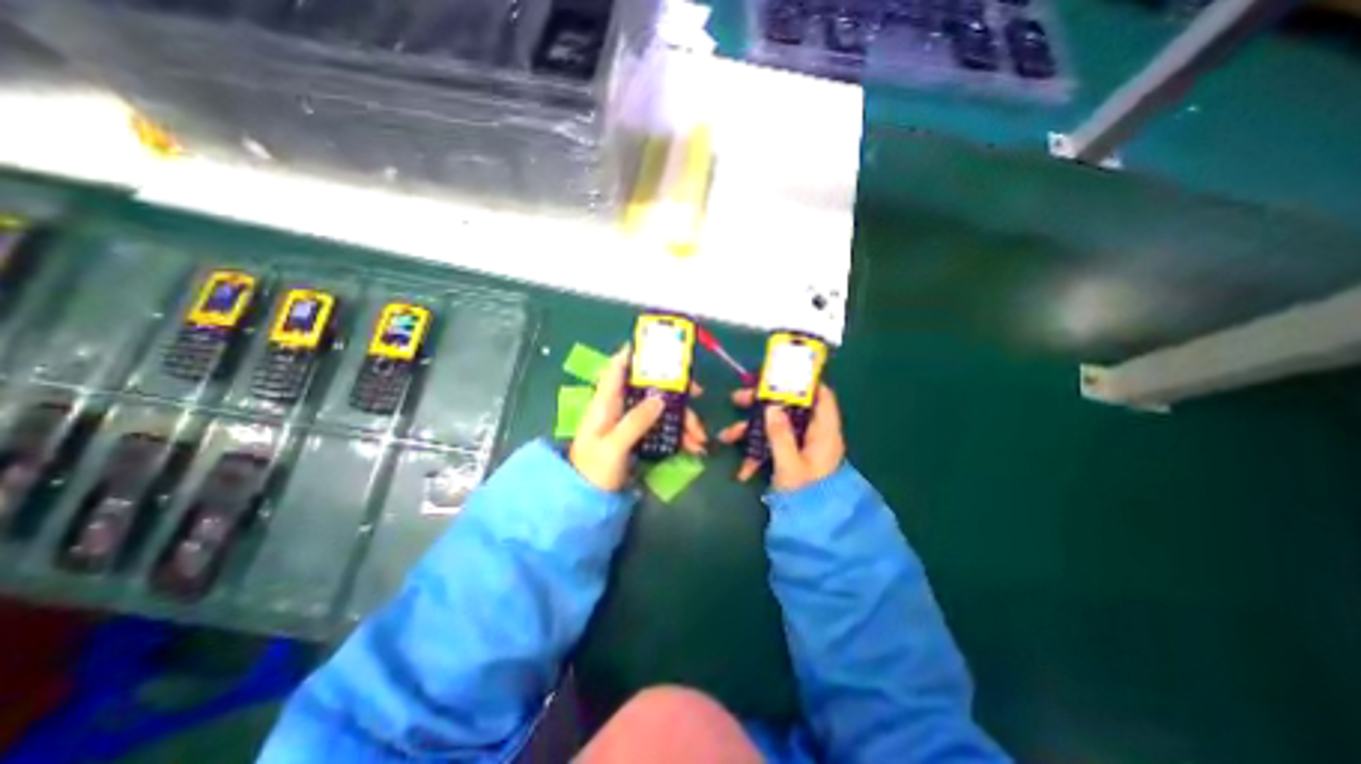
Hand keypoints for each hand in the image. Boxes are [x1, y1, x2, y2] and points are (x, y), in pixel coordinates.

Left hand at [571, 343, 707, 492]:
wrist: (587, 498)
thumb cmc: (593, 469)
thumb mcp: (613, 446)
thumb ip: (635, 422)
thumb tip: (660, 399)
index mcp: (607, 401)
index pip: (618, 366)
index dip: (637, 353)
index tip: (663, 350)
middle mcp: (621, 405)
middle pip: (650, 386)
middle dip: (676, 390)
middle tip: (698, 394)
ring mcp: (632, 420)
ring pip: (662, 408)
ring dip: (684, 419)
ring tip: (700, 439)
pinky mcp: (641, 435)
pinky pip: (664, 427)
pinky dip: (680, 435)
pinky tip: (693, 447)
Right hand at [717, 386, 848, 491]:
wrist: (811, 528)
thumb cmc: (807, 496)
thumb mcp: (791, 466)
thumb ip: (781, 435)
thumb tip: (771, 405)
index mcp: (823, 432)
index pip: (821, 396)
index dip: (803, 382)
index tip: (778, 374)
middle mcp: (813, 434)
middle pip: (790, 407)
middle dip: (762, 403)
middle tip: (738, 398)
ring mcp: (800, 445)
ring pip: (776, 425)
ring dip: (751, 429)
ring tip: (726, 435)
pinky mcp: (789, 456)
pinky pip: (772, 445)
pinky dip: (756, 452)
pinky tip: (742, 468)